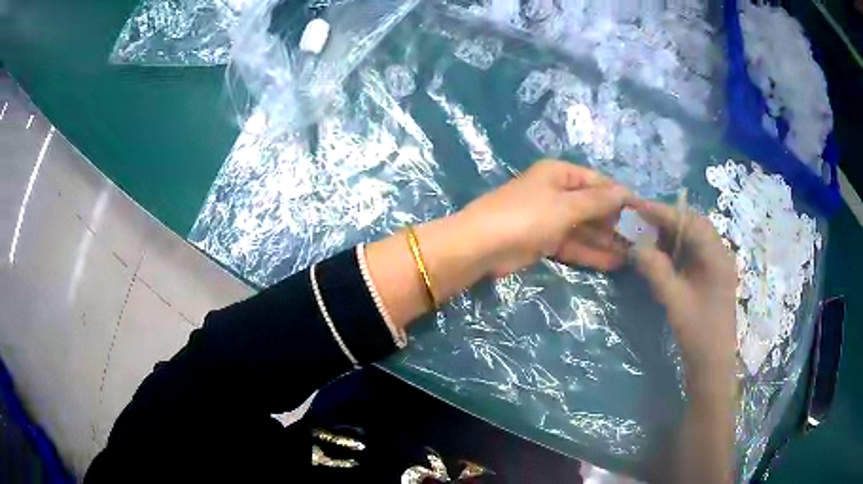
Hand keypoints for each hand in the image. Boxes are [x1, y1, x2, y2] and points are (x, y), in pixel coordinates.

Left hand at [458, 160, 630, 277]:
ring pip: (584, 228)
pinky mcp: (544, 241)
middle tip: (640, 240)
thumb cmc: (526, 216)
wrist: (482, 246)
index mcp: (559, 174)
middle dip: (614, 222)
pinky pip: (573, 244)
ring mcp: (550, 218)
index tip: (641, 212)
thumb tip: (626, 192)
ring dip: (606, 242)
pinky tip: (613, 264)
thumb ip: (597, 201)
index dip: (618, 195)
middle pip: (592, 206)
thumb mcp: (566, 206)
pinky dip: (591, 253)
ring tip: (632, 256)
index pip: (597, 181)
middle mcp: (556, 192)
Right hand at [629, 199, 737, 393]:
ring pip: (694, 237)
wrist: (713, 364)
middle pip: (694, 224)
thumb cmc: (698, 333)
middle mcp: (720, 254)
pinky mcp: (712, 277)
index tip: (637, 204)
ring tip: (648, 236)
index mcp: (716, 256)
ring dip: (671, 234)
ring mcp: (717, 265)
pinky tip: (662, 256)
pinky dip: (677, 249)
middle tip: (641, 220)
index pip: (688, 222)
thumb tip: (635, 246)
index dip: (662, 212)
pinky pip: (694, 252)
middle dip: (667, 219)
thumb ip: (656, 270)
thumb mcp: (675, 301)